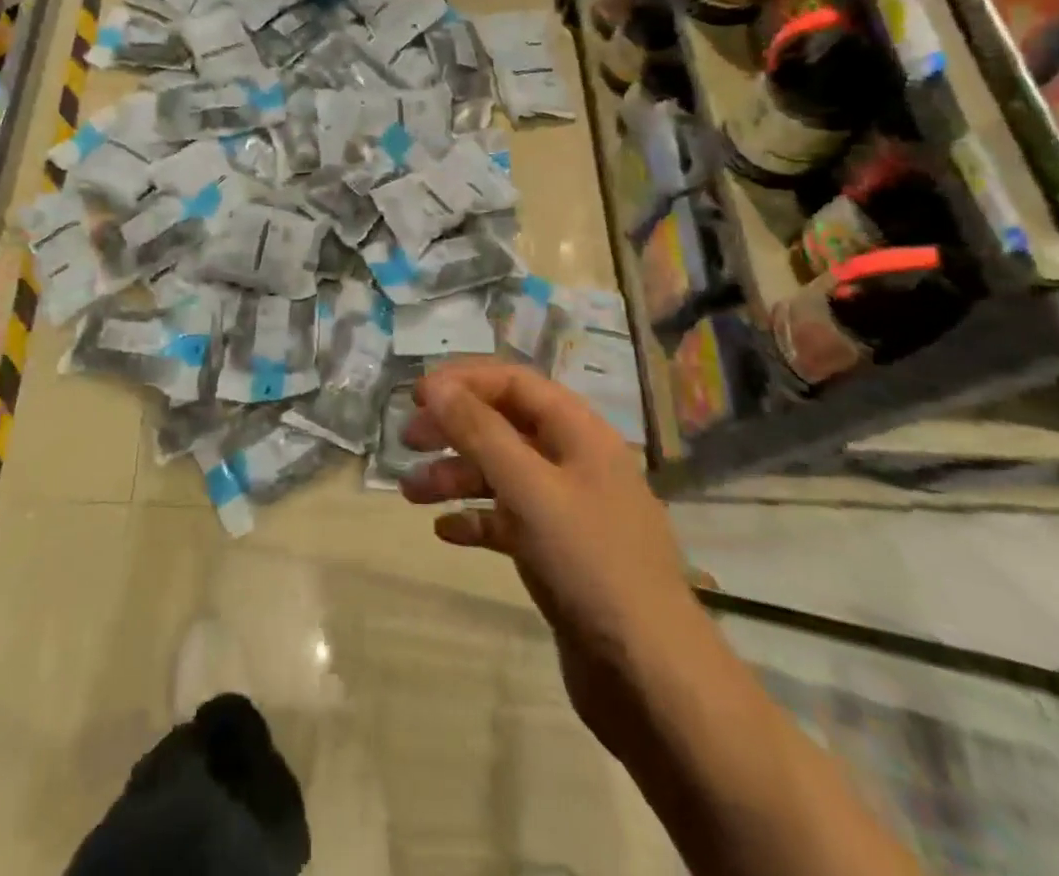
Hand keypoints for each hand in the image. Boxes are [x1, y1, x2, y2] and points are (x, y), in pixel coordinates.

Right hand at [399, 360, 699, 760]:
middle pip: (504, 425)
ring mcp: (567, 509)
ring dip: (455, 476)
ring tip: (410, 493)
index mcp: (579, 432)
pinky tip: (445, 532)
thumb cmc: (590, 563)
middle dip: (454, 428)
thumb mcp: (529, 488)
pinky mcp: (558, 553)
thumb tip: (438, 386)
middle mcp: (574, 461)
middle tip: (407, 440)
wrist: (650, 677)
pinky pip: (508, 521)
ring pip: (502, 474)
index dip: (464, 381)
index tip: (417, 396)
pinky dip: (476, 519)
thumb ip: (480, 432)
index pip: (514, 382)